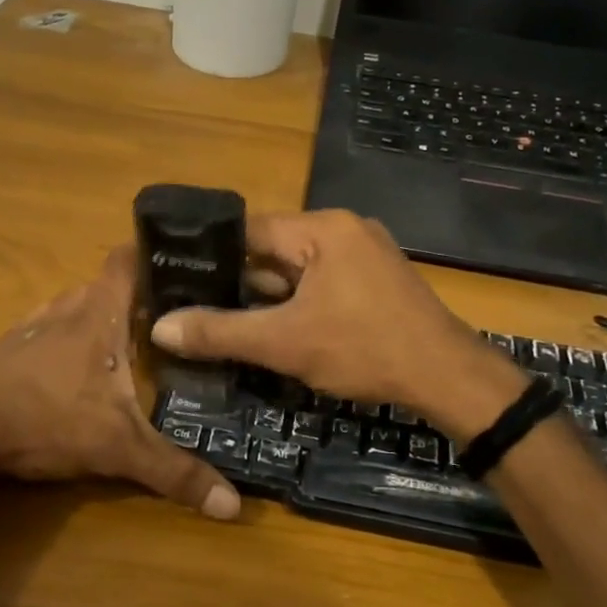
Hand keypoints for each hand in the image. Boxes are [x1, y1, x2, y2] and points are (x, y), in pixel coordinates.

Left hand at [0, 248, 240, 519]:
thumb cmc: (49, 420)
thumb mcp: (120, 448)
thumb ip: (175, 472)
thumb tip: (233, 505)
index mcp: (98, 314)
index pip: (127, 260)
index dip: (151, 252)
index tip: (181, 260)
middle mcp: (66, 308)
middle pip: (105, 285)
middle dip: (134, 297)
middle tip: (168, 318)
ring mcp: (32, 327)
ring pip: (73, 306)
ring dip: (97, 317)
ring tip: (125, 340)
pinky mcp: (8, 349)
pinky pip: (46, 329)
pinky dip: (64, 337)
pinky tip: (72, 366)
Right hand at [150, 210, 526, 441]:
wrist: (446, 378)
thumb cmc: (363, 349)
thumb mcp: (284, 343)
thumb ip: (220, 332)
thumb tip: (160, 326)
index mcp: (323, 228)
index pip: (250, 230)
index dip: (212, 256)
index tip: (178, 279)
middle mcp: (344, 230)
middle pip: (274, 251)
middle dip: (241, 284)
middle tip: (198, 310)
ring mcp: (365, 254)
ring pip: (298, 271)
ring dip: (270, 298)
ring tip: (229, 324)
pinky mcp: (376, 281)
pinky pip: (323, 284)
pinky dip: (299, 304)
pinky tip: (278, 332)